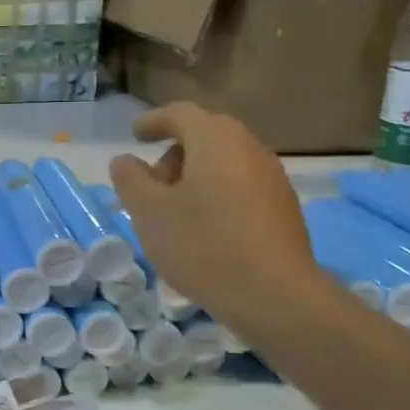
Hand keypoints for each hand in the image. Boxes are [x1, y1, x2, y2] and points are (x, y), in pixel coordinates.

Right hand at [109, 102, 327, 339]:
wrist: (275, 295)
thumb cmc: (203, 245)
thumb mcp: (150, 213)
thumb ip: (131, 180)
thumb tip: (126, 161)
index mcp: (215, 140)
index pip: (180, 114)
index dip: (153, 121)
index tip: (135, 136)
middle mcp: (248, 148)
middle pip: (205, 136)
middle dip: (174, 154)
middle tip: (150, 183)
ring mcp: (271, 177)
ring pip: (224, 162)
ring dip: (195, 176)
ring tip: (174, 211)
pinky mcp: (283, 207)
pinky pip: (240, 185)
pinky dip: (216, 194)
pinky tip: (204, 228)